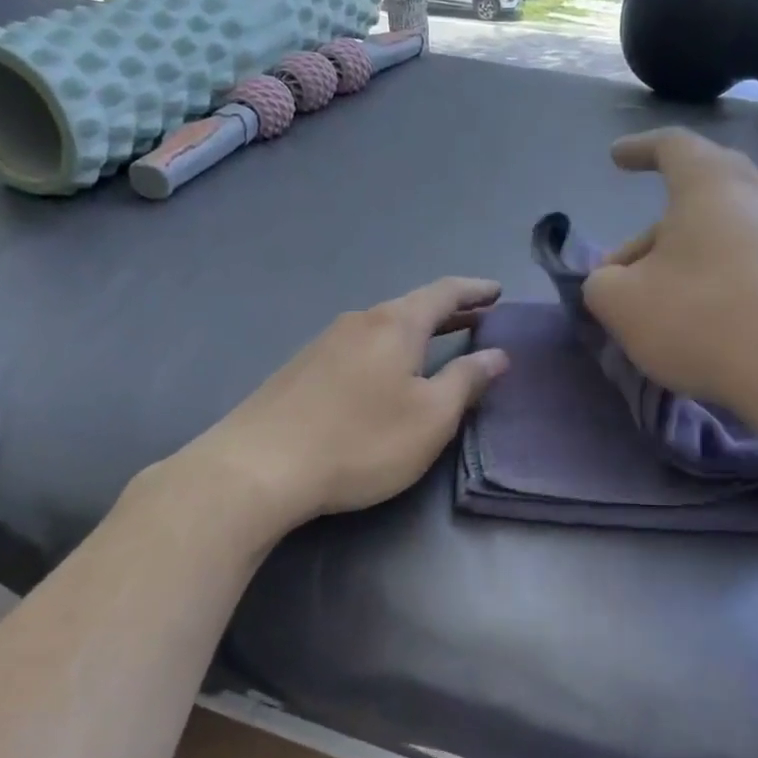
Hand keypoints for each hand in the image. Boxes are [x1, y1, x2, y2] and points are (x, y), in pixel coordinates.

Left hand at [188, 277, 508, 528]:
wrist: (259, 466)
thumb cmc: (360, 440)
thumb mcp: (430, 418)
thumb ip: (466, 381)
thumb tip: (496, 353)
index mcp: (396, 324)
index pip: (444, 293)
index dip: (475, 290)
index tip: (497, 291)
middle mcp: (359, 322)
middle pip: (412, 307)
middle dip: (449, 312)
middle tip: (479, 317)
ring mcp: (325, 342)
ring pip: (382, 327)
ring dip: (416, 332)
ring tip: (437, 344)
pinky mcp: (301, 368)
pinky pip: (359, 346)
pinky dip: (387, 349)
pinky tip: (385, 373)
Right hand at [583, 129, 757, 415]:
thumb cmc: (704, 320)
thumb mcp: (621, 304)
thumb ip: (600, 283)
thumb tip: (612, 280)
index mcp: (712, 183)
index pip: (671, 146)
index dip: (638, 149)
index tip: (616, 158)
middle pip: (698, 198)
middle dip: (654, 232)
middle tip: (625, 273)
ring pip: (730, 234)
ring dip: (692, 259)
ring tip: (669, 302)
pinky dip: (728, 282)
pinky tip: (716, 324)